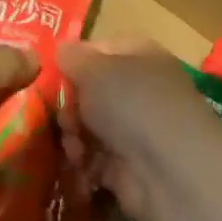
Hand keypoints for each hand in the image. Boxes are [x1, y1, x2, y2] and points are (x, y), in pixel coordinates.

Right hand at [61, 41, 221, 220]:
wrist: (168, 170)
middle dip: (70, 105)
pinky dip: (83, 164)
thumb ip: (73, 57)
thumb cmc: (132, 103)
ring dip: (74, 136)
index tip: (53, 72)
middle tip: (64, 117)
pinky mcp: (128, 169)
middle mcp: (141, 92)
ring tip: (74, 146)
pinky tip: (80, 166)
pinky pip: (94, 160)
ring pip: (89, 127)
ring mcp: (136, 131)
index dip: (75, 60)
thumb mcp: (94, 68)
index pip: (100, 50)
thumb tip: (62, 51)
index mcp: (140, 57)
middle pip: (91, 92)